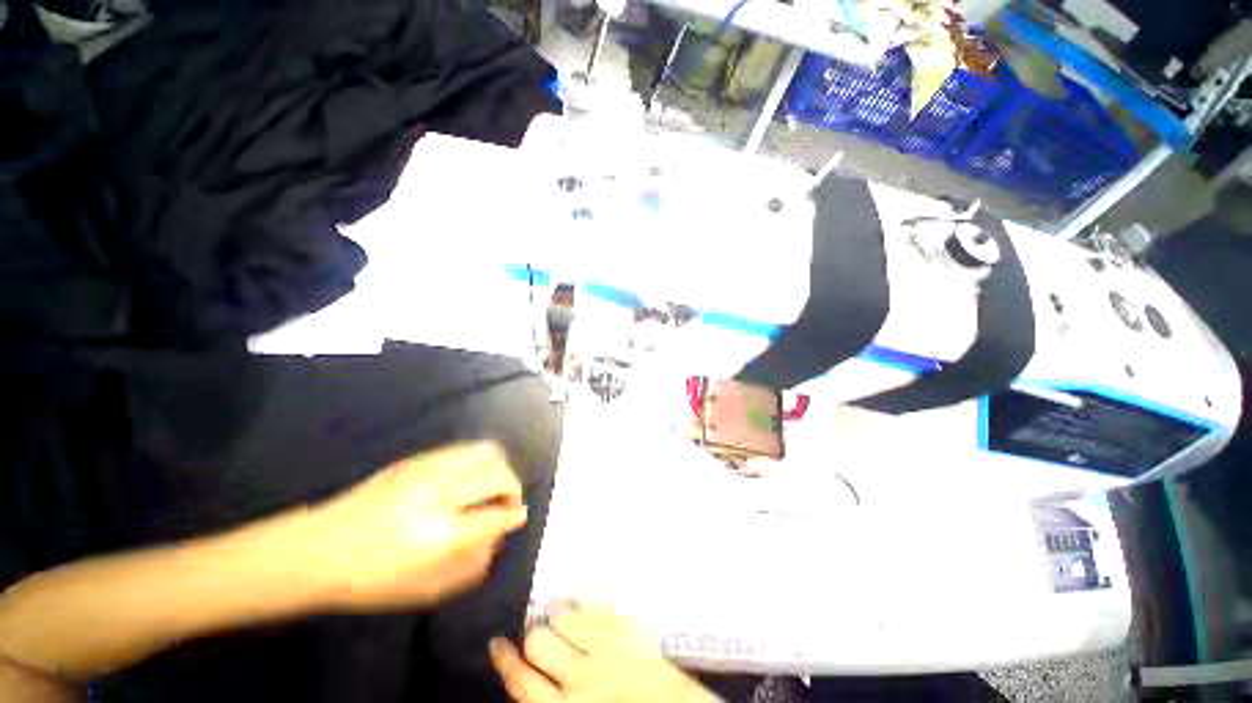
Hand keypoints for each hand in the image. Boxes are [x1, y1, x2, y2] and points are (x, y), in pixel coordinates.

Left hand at [303, 442, 527, 609]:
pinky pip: (464, 448)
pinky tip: (470, 474)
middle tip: (507, 502)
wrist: (318, 550)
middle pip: (499, 476)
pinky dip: (479, 458)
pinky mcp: (417, 459)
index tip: (519, 515)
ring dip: (498, 468)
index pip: (497, 515)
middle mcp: (441, 495)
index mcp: (443, 535)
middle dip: (512, 488)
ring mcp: (428, 471)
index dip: (514, 515)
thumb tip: (498, 539)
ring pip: (486, 452)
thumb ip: (471, 567)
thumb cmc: (371, 580)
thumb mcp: (425, 590)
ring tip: (492, 483)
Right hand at [489, 606, 720, 702]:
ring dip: (559, 616)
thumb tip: (530, 677)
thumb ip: (550, 698)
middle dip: (535, 636)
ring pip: (564, 617)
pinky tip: (583, 604)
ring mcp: (605, 647)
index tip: (497, 643)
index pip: (521, 681)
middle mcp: (579, 678)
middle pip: (539, 642)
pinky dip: (584, 603)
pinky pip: (594, 604)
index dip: (505, 660)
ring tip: (561, 617)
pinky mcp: (626, 627)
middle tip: (538, 634)